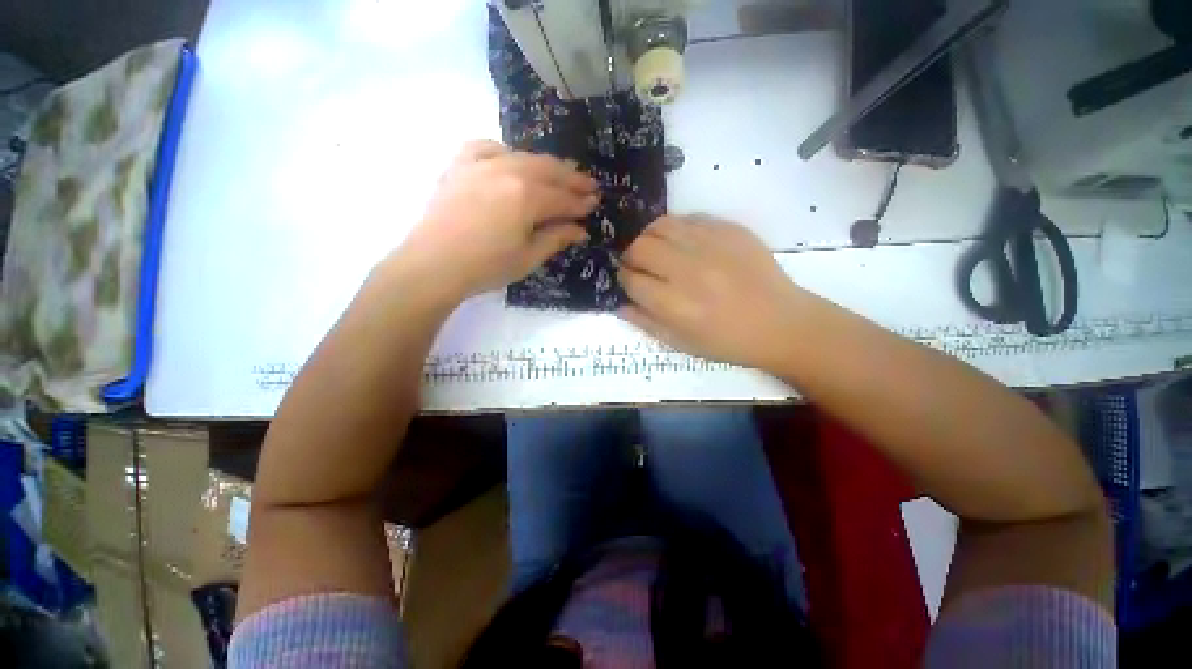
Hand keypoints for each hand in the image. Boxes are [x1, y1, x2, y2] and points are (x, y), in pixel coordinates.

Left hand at [390, 140, 598, 302]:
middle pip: (549, 170)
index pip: (563, 198)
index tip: (596, 203)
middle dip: (572, 178)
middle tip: (589, 185)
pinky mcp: (460, 165)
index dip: (582, 202)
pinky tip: (511, 159)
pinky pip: (486, 147)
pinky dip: (505, 151)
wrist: (433, 264)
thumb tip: (581, 230)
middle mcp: (509, 171)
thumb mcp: (528, 257)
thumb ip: (556, 238)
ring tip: (560, 171)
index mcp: (528, 197)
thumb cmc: (486, 267)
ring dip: (546, 164)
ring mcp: (482, 163)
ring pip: (523, 156)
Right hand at [619, 215, 817, 371]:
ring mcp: (711, 246)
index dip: (624, 279)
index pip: (631, 280)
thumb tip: (618, 304)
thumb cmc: (727, 341)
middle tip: (640, 265)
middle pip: (640, 248)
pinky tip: (684, 244)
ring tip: (658, 250)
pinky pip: (689, 219)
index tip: (628, 281)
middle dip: (631, 257)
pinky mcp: (730, 230)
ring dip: (650, 238)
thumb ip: (645, 322)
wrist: (781, 323)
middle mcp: (689, 271)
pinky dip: (678, 230)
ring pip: (660, 226)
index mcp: (675, 305)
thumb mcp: (681, 343)